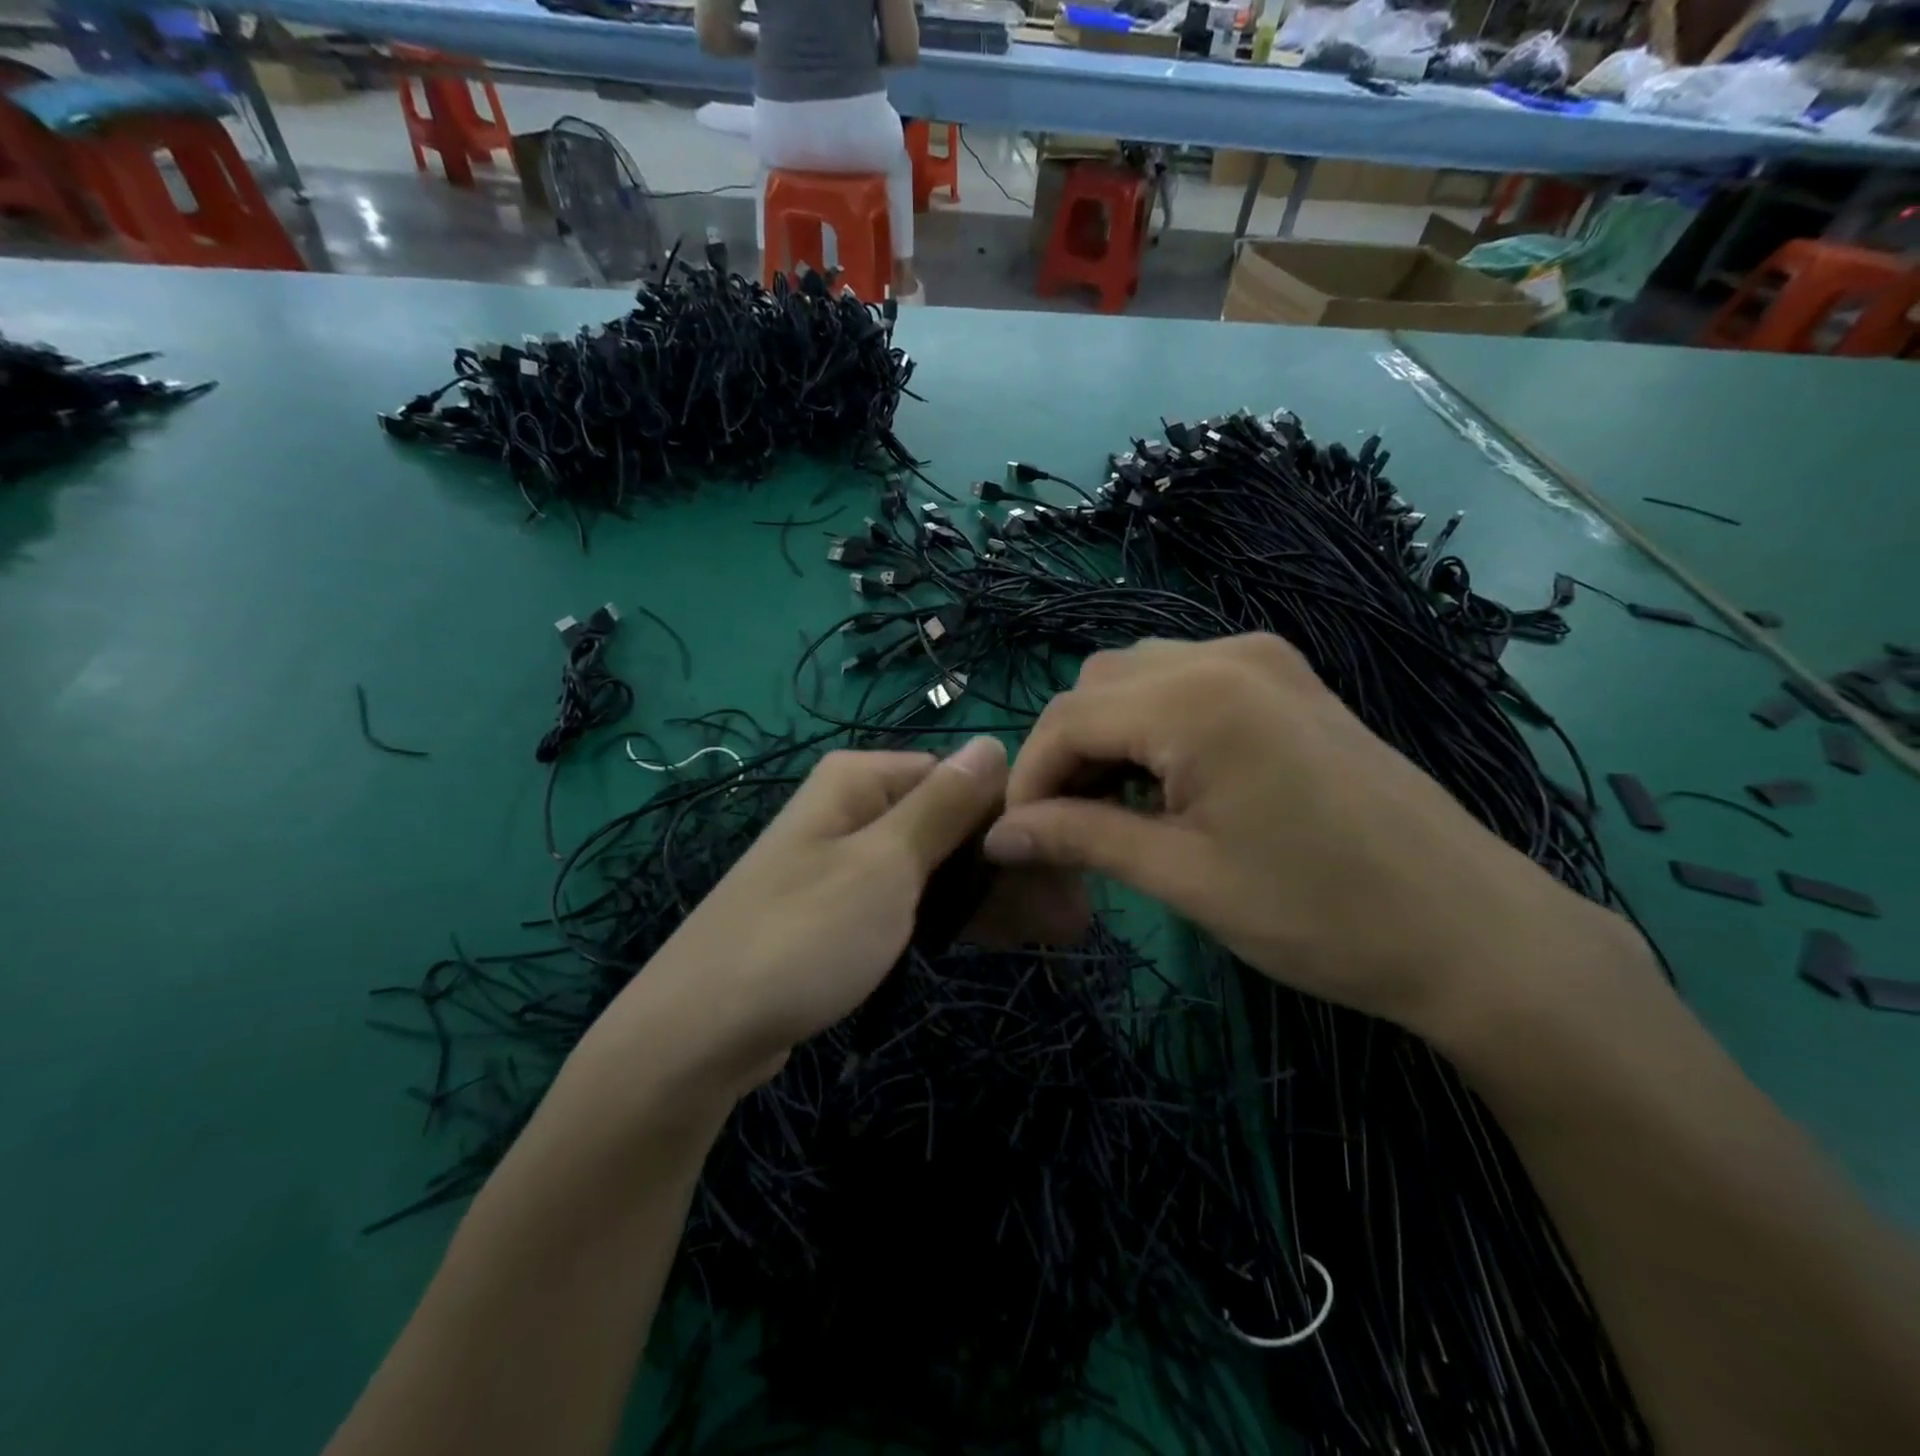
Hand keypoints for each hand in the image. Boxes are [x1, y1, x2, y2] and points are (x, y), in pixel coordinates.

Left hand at [601, 738, 1082, 1094]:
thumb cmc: (802, 935)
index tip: (1069, 865)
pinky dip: (955, 918)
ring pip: (938, 868)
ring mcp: (848, 865)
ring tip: (1060, 932)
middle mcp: (855, 811)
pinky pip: (913, 903)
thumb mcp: (884, 865)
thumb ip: (943, 805)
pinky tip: (1004, 937)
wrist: (698, 1034)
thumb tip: (990, 742)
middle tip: (1075, 917)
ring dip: (994, 895)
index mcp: (862, 781)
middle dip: (1012, 866)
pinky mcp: (843, 914)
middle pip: (953, 825)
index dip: (1016, 816)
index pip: (961, 777)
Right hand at [982, 635, 1639, 1038]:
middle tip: (1066, 828)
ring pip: (1137, 677)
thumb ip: (1080, 840)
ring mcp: (1264, 659)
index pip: (1067, 719)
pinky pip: (1186, 681)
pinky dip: (1153, 725)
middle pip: (1096, 687)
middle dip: (1064, 753)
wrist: (1471, 930)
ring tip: (1113, 809)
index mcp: (1196, 699)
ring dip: (1107, 736)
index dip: (1028, 779)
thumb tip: (999, 835)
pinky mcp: (1288, 679)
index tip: (1015, 839)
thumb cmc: (1321, 914)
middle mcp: (1225, 655)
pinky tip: (1166, 783)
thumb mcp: (1184, 878)